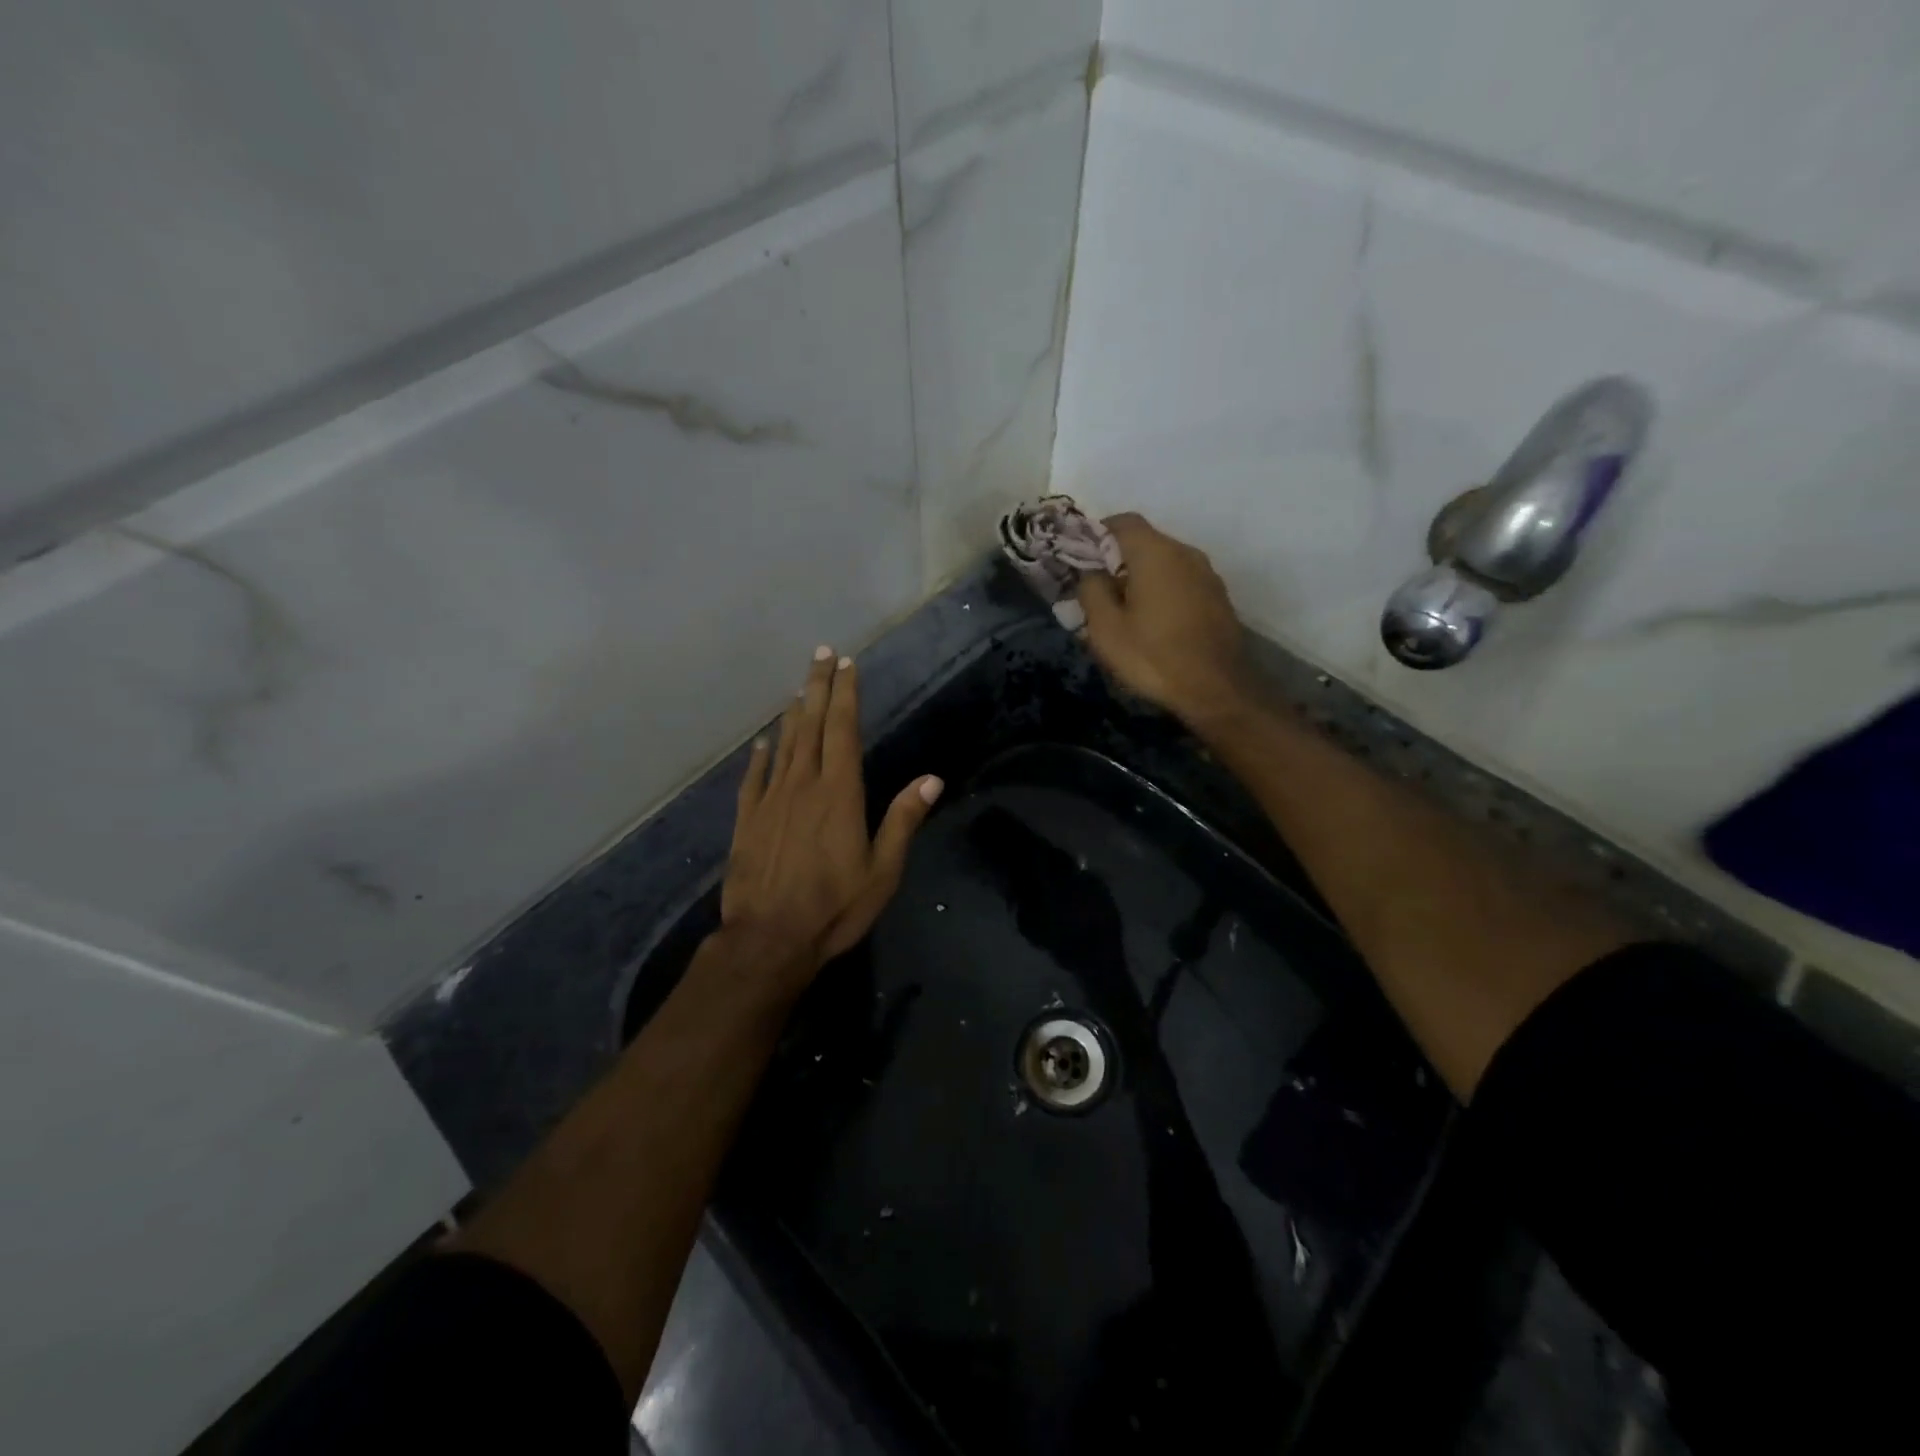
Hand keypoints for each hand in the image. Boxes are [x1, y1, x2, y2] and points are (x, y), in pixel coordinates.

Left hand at [719, 647, 942, 987]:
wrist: (768, 940)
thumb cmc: (834, 907)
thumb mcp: (882, 871)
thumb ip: (903, 821)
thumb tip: (932, 779)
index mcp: (840, 793)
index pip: (844, 730)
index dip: (846, 694)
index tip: (847, 663)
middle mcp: (804, 785)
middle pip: (811, 725)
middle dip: (819, 687)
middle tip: (821, 654)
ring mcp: (771, 800)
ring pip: (784, 745)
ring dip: (793, 714)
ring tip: (800, 688)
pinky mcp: (748, 820)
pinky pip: (754, 778)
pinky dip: (761, 756)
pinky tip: (763, 742)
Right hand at [1076, 513, 1249, 727]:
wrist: (1217, 689)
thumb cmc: (1153, 656)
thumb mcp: (1105, 628)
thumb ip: (1091, 591)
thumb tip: (1091, 573)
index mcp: (1155, 553)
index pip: (1123, 521)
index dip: (1098, 533)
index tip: (1081, 558)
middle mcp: (1185, 553)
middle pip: (1145, 541)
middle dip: (1118, 559)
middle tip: (1097, 589)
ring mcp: (1207, 575)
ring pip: (1165, 563)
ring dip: (1142, 577)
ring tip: (1124, 609)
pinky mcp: (1218, 597)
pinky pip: (1182, 582)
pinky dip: (1163, 591)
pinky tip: (1153, 621)